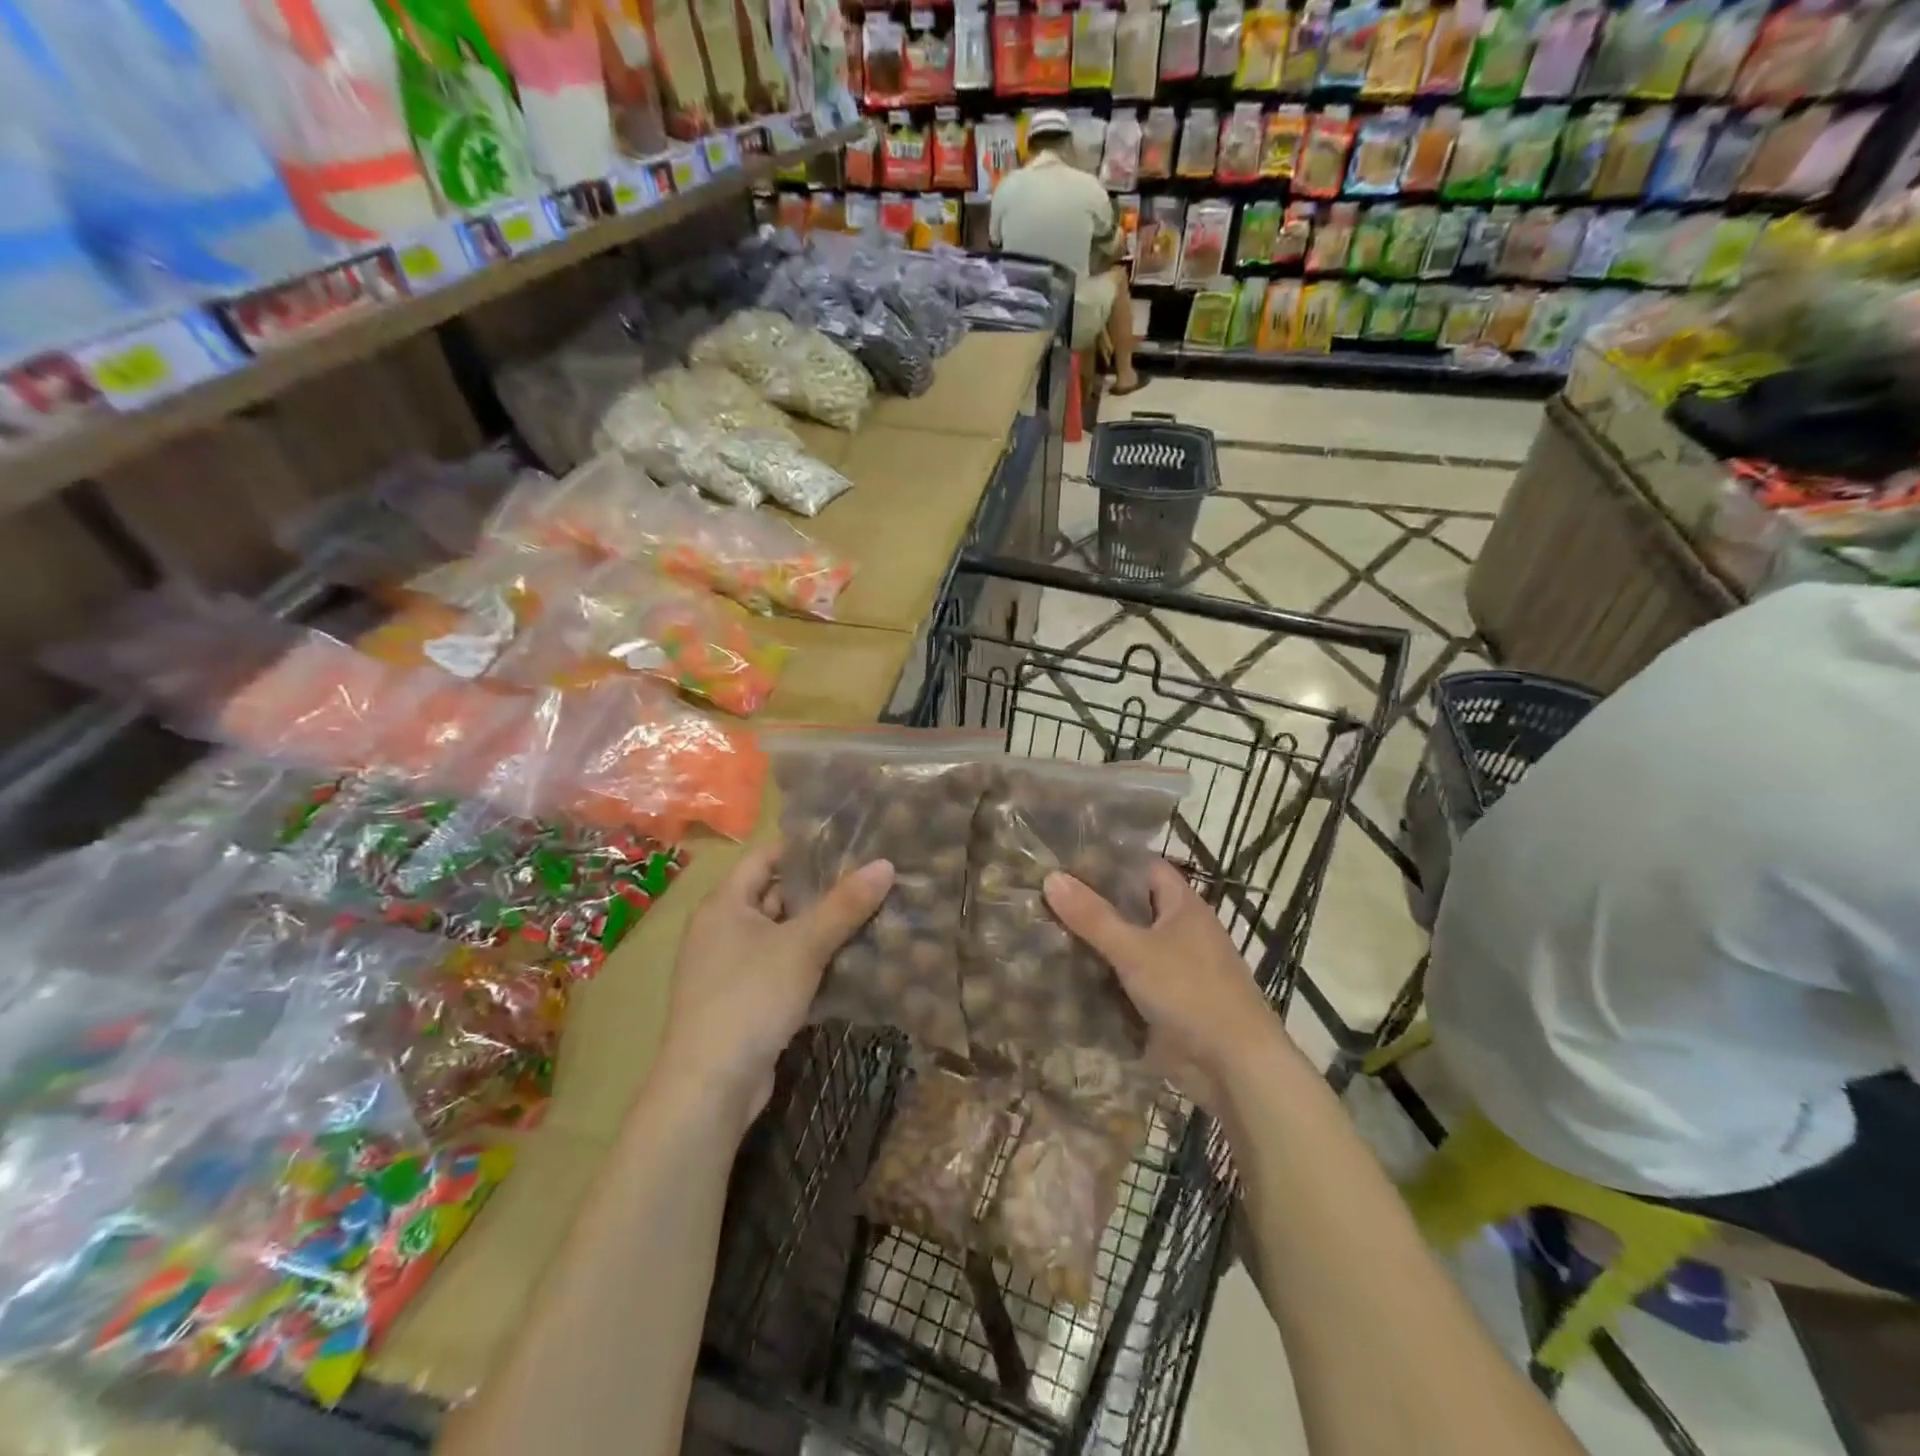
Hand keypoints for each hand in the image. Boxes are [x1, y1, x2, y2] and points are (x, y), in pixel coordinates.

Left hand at [652, 844, 893, 1134]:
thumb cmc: (750, 998)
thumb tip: (885, 864)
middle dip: (823, 891)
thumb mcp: (802, 946)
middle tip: (872, 880)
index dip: (805, 848)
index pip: (766, 856)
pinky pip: (784, 968)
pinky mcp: (745, 1001)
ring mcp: (732, 968)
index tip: (850, 844)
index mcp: (725, 904)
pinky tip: (853, 962)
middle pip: (778, 895)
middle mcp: (723, 929)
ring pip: (785, 935)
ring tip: (873, 915)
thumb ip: (844, 905)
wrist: (710, 1088)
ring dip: (823, 930)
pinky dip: (813, 963)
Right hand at [1044, 859, 1293, 1114]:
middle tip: (1046, 894)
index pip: (1144, 868)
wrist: (1235, 1066)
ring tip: (1045, 929)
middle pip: (1133, 907)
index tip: (1068, 858)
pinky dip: (1104, 977)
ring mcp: (1176, 968)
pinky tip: (1068, 973)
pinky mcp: (1168, 1002)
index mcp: (1184, 906)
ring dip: (1097, 943)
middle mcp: (1182, 931)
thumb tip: (1051, 877)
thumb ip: (1093, 916)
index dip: (1110, 861)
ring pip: (1129, 945)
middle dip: (1094, 903)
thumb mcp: (1135, 950)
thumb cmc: (1190, 993)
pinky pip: (1129, 979)